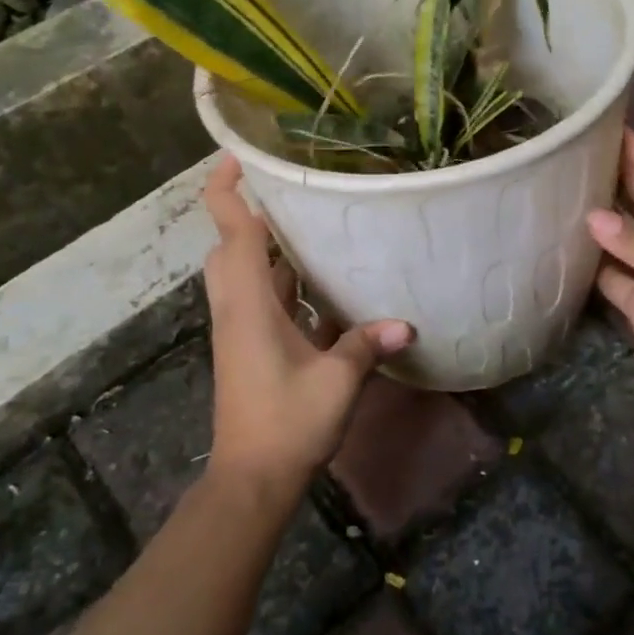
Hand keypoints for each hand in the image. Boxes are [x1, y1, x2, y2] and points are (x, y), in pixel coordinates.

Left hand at [202, 157, 412, 498]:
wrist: (252, 479)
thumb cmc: (288, 422)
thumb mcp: (337, 380)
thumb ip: (367, 344)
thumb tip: (405, 323)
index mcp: (249, 304)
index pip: (232, 232)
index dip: (228, 189)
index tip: (239, 155)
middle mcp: (238, 309)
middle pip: (231, 248)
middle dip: (251, 215)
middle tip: (293, 193)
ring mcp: (241, 330)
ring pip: (246, 275)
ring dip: (270, 250)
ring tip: (313, 228)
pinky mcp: (250, 348)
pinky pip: (263, 301)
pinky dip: (284, 284)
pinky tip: (322, 287)